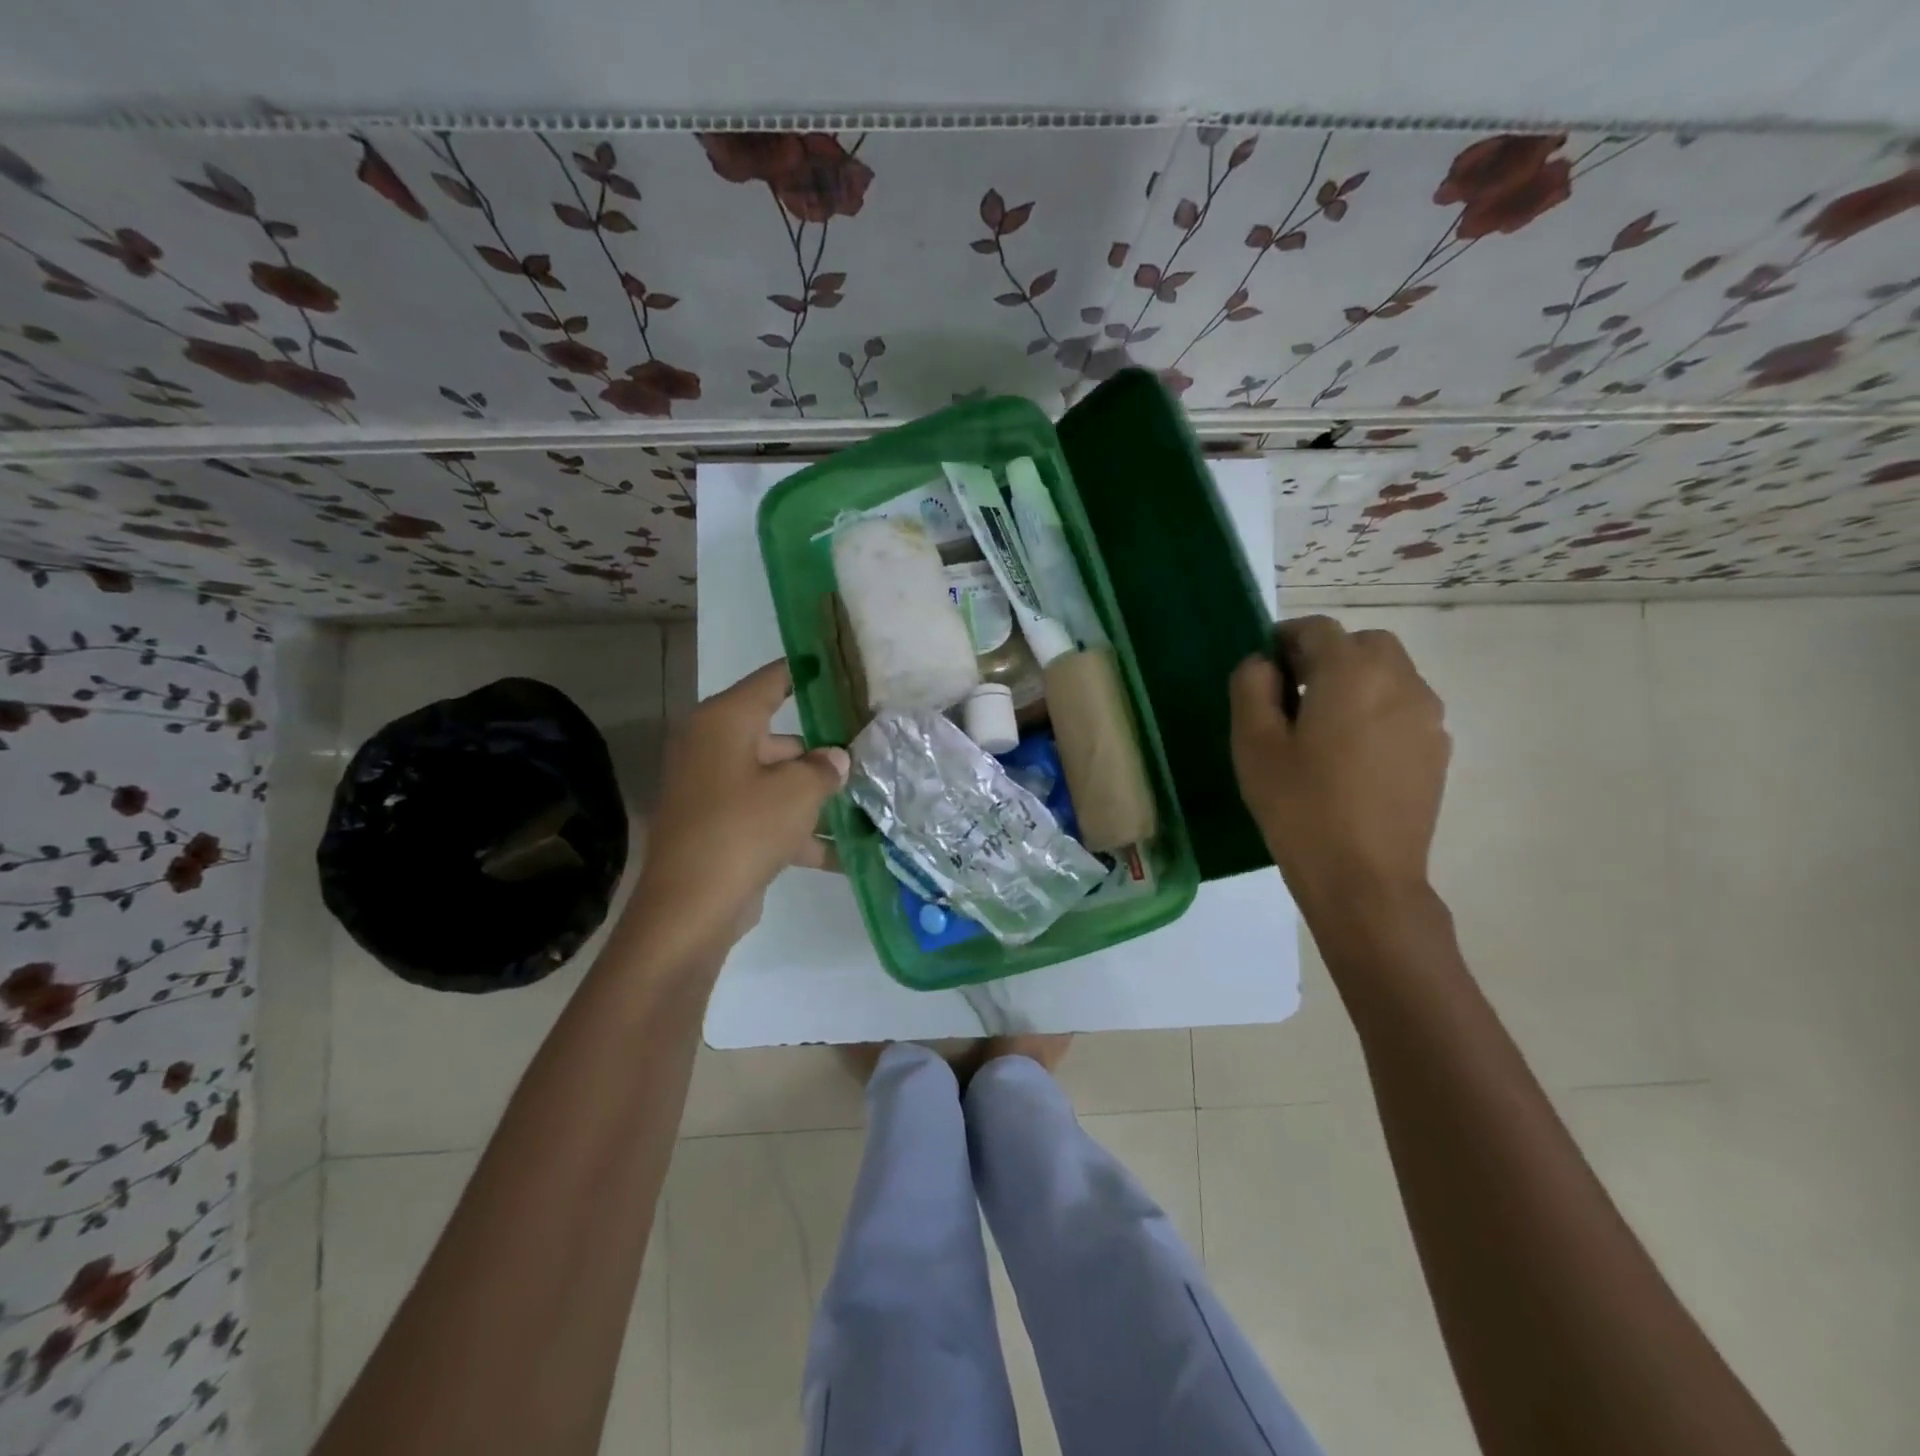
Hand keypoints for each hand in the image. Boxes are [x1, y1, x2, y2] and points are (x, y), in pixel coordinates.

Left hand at [624, 660, 847, 962]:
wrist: (691, 908)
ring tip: (867, 802)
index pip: (771, 682)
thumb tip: (836, 758)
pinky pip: (766, 817)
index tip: (838, 667)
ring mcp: (714, 791)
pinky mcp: (720, 828)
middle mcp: (713, 748)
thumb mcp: (797, 792)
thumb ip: (824, 768)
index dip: (805, 672)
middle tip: (868, 752)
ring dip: (816, 797)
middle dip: (822, 752)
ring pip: (775, 781)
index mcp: (723, 723)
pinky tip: (845, 853)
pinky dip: (799, 832)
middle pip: (778, 738)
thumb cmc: (743, 829)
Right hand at [1230, 616, 1449, 909]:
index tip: (1263, 669)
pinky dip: (1377, 709)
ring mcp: (1427, 715)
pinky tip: (1352, 755)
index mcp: (1351, 673)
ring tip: (1323, 727)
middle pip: (1362, 644)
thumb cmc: (1299, 806)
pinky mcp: (1437, 748)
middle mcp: (1400, 681)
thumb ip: (1251, 687)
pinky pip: (1404, 707)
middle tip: (1292, 696)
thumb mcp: (1254, 744)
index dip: (1284, 639)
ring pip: (1389, 673)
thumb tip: (1262, 664)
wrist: (1364, 877)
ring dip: (1355, 681)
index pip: (1317, 629)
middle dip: (1326, 657)